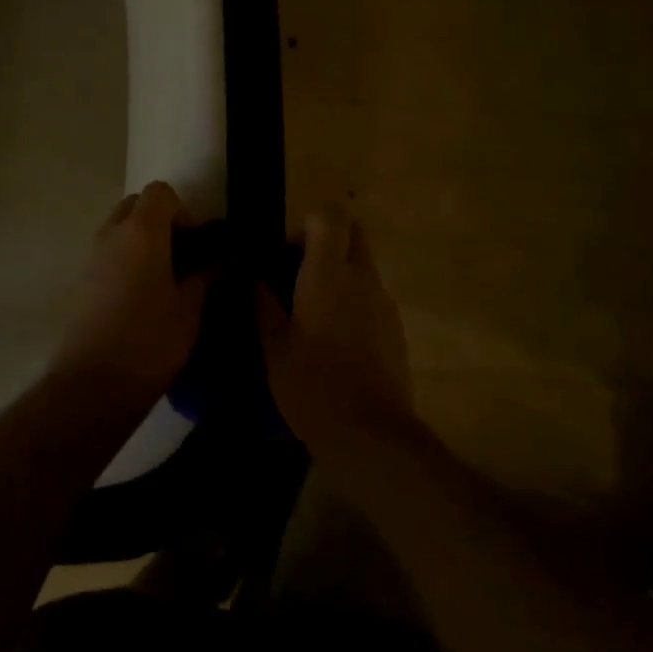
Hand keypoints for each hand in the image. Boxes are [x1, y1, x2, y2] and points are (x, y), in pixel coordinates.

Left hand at [49, 182, 210, 406]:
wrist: (91, 386)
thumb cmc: (149, 341)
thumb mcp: (190, 311)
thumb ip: (204, 278)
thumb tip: (214, 264)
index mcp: (142, 232)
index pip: (161, 192)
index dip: (182, 211)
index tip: (195, 245)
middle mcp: (112, 234)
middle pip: (136, 205)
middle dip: (159, 221)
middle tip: (180, 257)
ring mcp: (91, 257)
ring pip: (118, 230)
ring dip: (141, 242)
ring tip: (162, 281)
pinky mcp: (80, 282)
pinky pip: (107, 255)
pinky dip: (124, 262)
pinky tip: (140, 299)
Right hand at [256, 206, 414, 457]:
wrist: (370, 434)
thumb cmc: (312, 386)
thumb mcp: (273, 348)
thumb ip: (263, 306)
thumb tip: (255, 280)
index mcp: (328, 273)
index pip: (330, 216)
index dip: (309, 224)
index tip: (290, 253)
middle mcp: (362, 278)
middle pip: (354, 233)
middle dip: (330, 242)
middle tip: (302, 275)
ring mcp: (384, 303)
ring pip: (364, 268)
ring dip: (342, 276)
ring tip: (315, 317)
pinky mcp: (397, 329)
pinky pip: (374, 299)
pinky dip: (356, 304)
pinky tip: (338, 343)